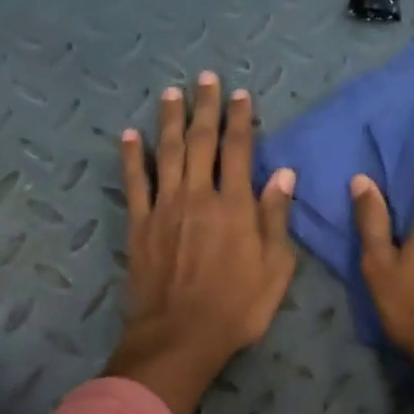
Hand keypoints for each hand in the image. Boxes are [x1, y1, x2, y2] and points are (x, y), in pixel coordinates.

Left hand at [105, 72, 296, 413]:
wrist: (181, 335)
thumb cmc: (238, 307)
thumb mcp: (276, 268)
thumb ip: (276, 217)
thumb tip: (284, 173)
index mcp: (236, 205)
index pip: (239, 150)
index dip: (240, 120)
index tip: (240, 95)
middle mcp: (199, 195)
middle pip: (201, 141)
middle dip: (205, 108)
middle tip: (206, 78)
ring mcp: (165, 207)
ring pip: (167, 152)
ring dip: (170, 120)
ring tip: (172, 93)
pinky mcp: (139, 224)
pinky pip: (135, 182)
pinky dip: (131, 156)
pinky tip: (129, 135)